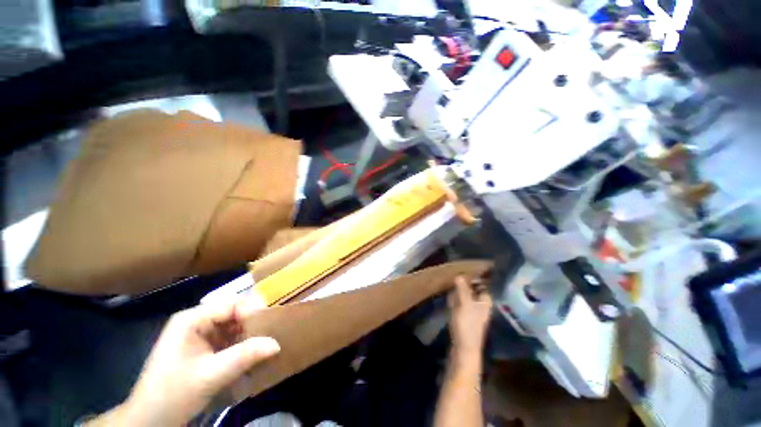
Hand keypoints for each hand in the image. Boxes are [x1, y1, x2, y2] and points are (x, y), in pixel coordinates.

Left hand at [87, 297, 279, 426]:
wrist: (151, 420)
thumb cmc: (173, 394)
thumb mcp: (210, 376)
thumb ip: (244, 356)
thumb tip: (276, 343)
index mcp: (192, 319)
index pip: (230, 304)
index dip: (253, 310)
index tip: (273, 321)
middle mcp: (196, 321)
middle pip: (233, 313)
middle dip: (253, 322)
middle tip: (274, 331)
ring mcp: (199, 334)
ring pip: (233, 326)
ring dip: (249, 334)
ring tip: (267, 341)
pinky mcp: (203, 348)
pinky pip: (228, 338)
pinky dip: (242, 344)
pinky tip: (252, 353)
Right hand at [448, 275, 492, 358]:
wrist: (464, 348)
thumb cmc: (467, 325)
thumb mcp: (465, 305)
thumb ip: (463, 289)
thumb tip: (460, 275)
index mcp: (485, 301)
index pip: (483, 284)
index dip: (476, 276)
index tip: (465, 268)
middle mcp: (480, 304)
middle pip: (474, 288)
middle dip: (465, 282)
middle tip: (456, 274)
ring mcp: (472, 310)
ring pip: (466, 295)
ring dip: (459, 290)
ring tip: (452, 283)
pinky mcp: (464, 316)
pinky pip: (460, 302)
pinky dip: (456, 298)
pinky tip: (450, 297)